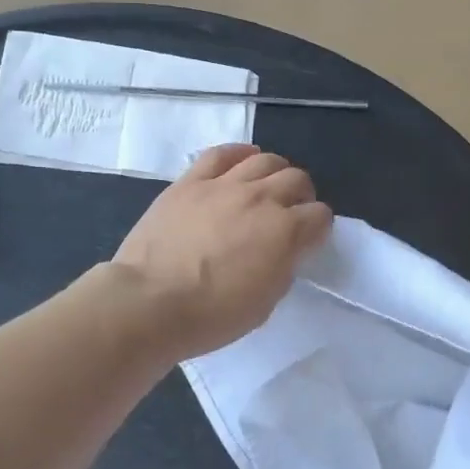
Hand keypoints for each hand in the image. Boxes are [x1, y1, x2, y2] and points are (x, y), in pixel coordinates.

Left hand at [113, 145, 332, 358]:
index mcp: (285, 232)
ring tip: (268, 185)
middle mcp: (260, 198)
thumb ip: (283, 267)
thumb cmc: (211, 315)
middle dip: (301, 195)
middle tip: (291, 211)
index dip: (319, 227)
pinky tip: (244, 159)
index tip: (309, 239)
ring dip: (275, 171)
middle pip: (296, 179)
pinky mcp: (190, 181)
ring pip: (264, 160)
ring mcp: (223, 184)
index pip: (320, 216)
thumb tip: (286, 249)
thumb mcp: (265, 302)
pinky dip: (238, 153)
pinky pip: (221, 154)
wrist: (149, 302)